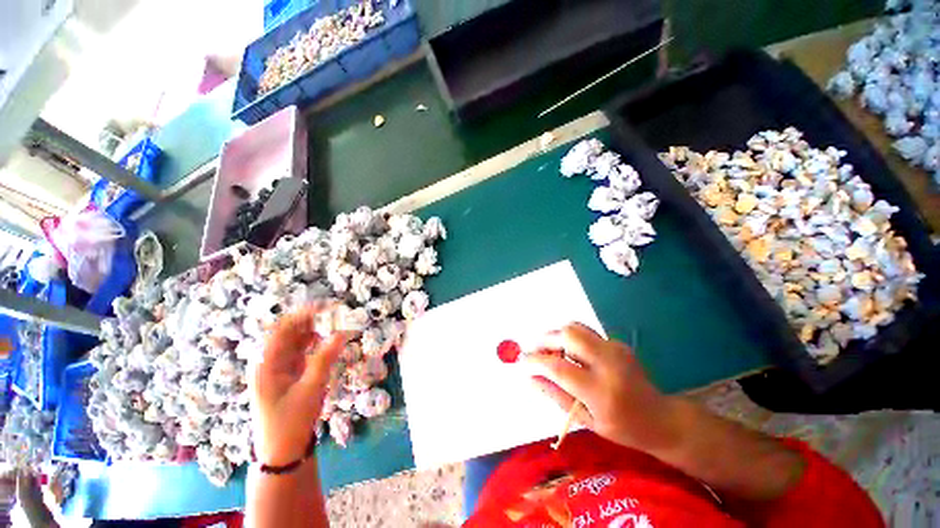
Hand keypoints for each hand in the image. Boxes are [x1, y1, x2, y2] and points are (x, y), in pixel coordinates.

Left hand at [249, 306, 347, 465]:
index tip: (327, 305)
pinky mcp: (289, 374)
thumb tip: (342, 333)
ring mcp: (279, 368)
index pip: (282, 329)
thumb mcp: (310, 389)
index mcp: (266, 364)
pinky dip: (316, 342)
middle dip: (312, 319)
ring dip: (315, 330)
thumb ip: (325, 359)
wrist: (283, 452)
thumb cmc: (290, 422)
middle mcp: (270, 362)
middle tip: (337, 312)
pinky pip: (302, 351)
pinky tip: (328, 339)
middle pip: (289, 332)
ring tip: (336, 322)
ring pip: (297, 340)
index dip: (303, 313)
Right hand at [523, 323, 678, 451]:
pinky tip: (570, 353)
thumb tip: (529, 377)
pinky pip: (584, 332)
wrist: (661, 418)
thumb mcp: (586, 421)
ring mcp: (615, 349)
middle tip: (535, 350)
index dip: (536, 361)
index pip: (559, 368)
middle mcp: (609, 363)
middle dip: (545, 339)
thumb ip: (555, 395)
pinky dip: (569, 338)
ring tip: (550, 350)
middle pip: (568, 335)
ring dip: (556, 335)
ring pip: (575, 327)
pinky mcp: (617, 342)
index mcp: (601, 391)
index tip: (522, 360)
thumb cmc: (622, 428)